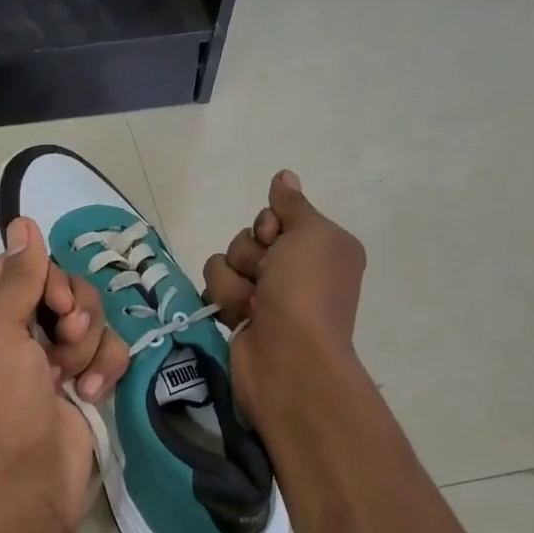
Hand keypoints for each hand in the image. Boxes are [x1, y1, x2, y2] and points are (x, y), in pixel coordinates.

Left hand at [0, 218, 130, 532]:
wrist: (26, 486)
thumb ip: (19, 276)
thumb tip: (22, 220)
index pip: (18, 269)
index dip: (44, 275)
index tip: (53, 300)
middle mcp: (11, 335)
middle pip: (59, 289)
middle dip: (71, 310)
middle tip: (66, 335)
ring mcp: (48, 361)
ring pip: (89, 319)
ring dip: (86, 344)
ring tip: (72, 376)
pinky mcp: (81, 383)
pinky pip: (107, 351)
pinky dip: (104, 368)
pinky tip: (91, 393)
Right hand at [203, 171, 366, 424]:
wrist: (288, 357)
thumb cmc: (306, 290)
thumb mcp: (311, 234)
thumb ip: (292, 204)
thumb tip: (284, 175)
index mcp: (319, 246)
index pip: (274, 215)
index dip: (268, 225)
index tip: (276, 240)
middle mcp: (293, 268)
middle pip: (247, 237)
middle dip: (250, 255)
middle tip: (268, 278)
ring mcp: (264, 294)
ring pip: (224, 261)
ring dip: (235, 280)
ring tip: (253, 305)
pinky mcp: (238, 314)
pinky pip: (215, 287)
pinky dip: (225, 300)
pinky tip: (240, 317)